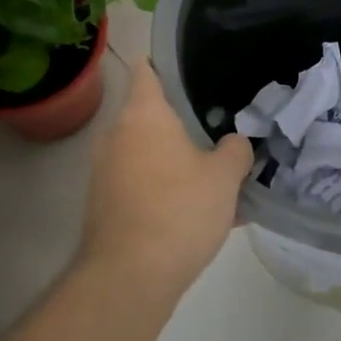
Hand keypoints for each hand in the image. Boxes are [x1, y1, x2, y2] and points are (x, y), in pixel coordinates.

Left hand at [79, 59, 252, 300]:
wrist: (129, 277)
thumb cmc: (179, 210)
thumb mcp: (225, 177)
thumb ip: (236, 151)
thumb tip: (235, 143)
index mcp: (143, 114)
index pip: (146, 69)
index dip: (166, 63)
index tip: (191, 66)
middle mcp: (116, 135)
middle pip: (149, 114)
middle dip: (181, 120)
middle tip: (217, 126)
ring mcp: (105, 171)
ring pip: (147, 153)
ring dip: (175, 160)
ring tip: (215, 175)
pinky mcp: (104, 204)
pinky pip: (141, 184)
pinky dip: (165, 189)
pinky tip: (198, 213)